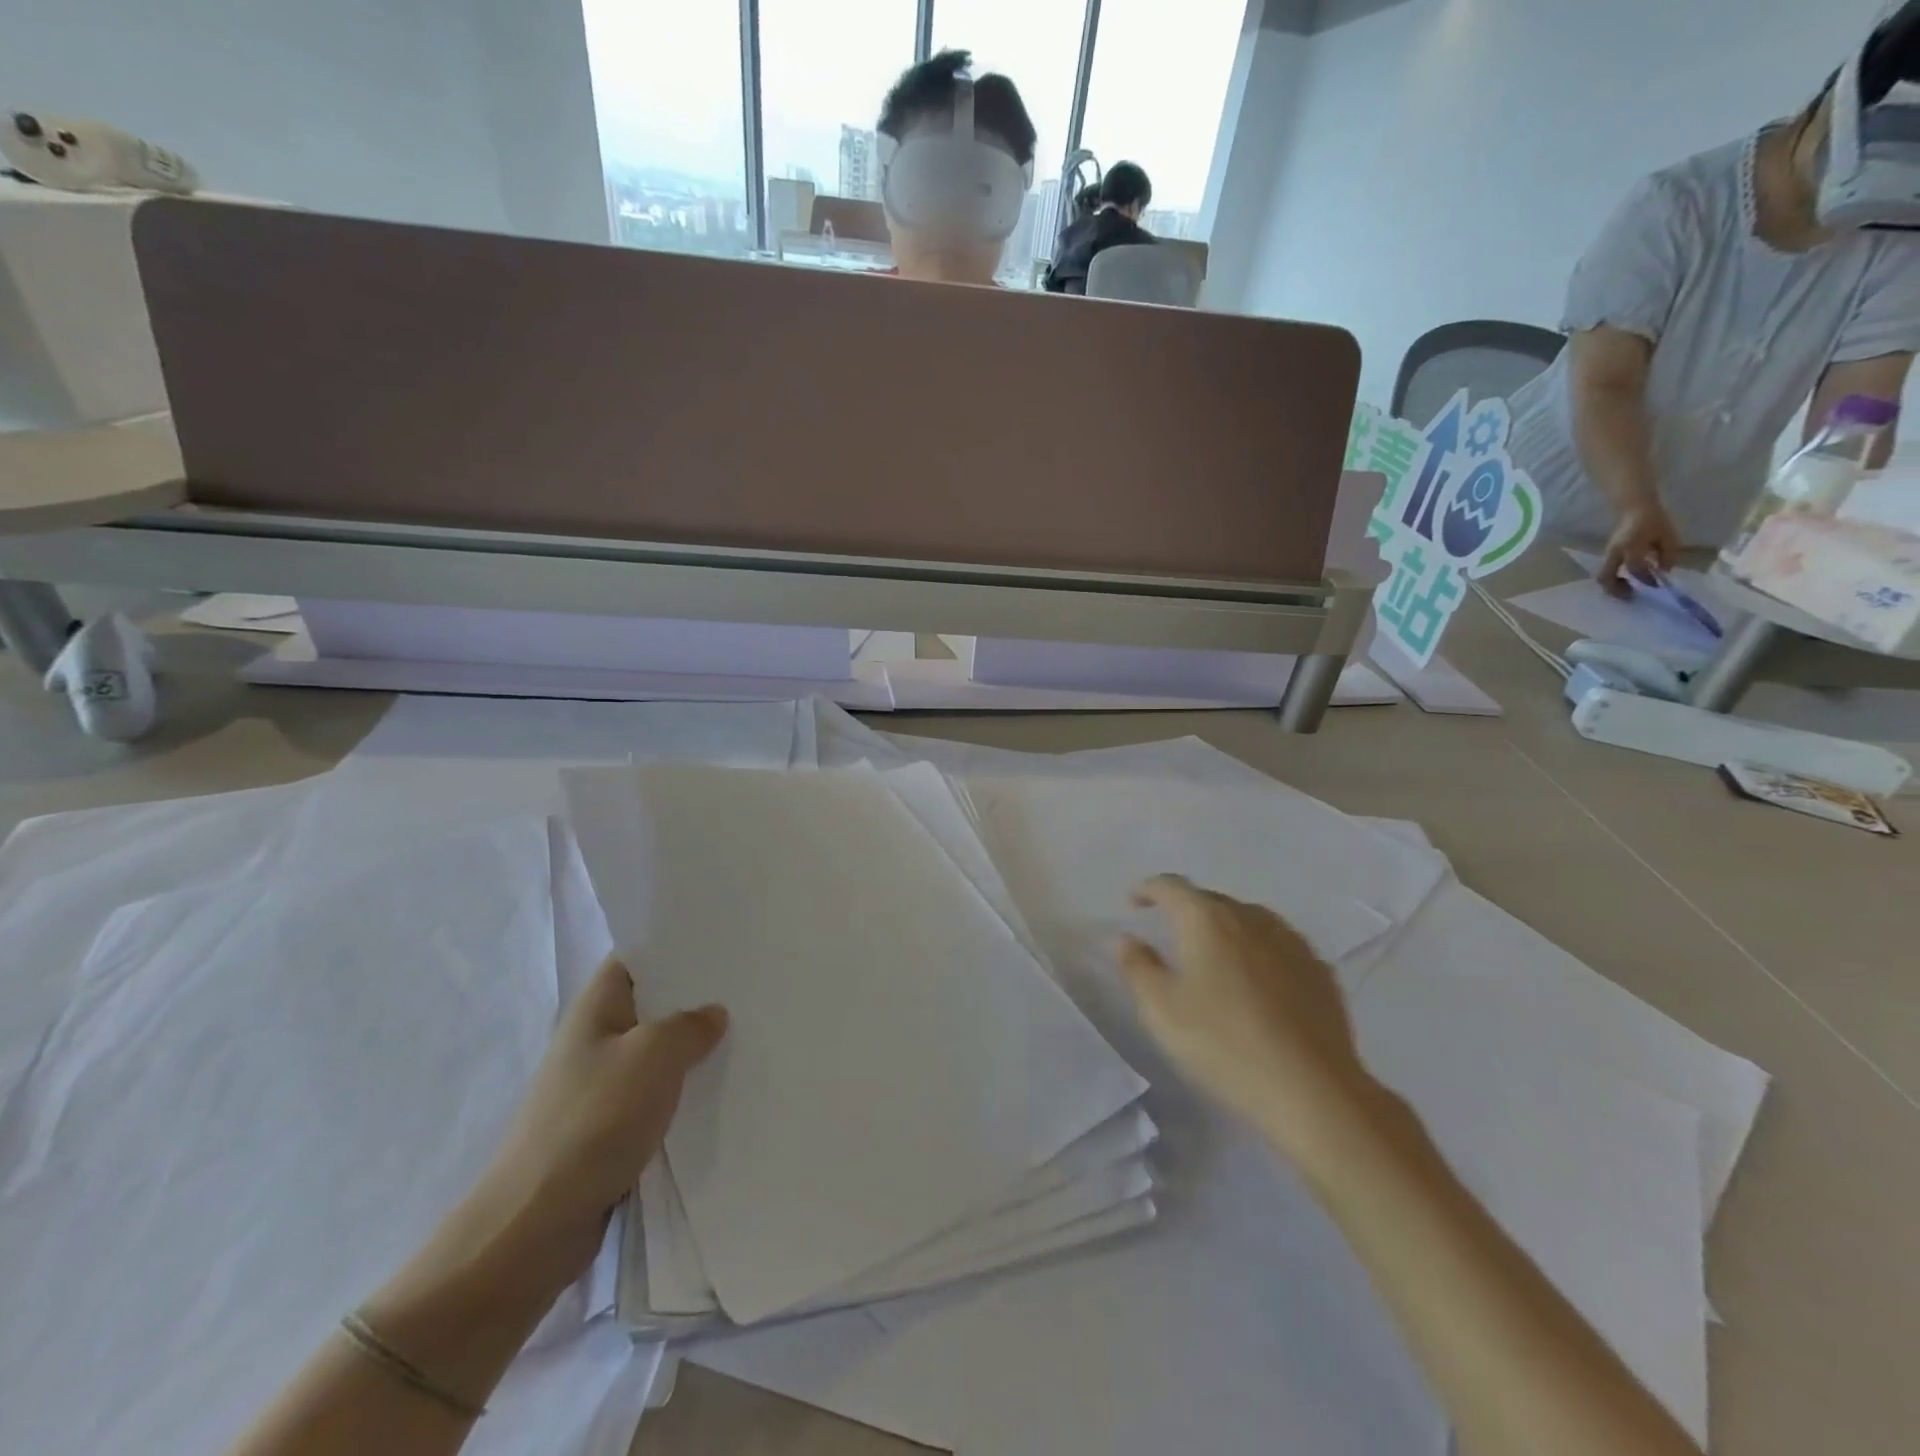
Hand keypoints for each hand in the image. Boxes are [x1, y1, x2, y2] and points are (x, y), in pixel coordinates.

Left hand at [473, 957, 726, 1284]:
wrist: (536, 1224)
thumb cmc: (595, 1120)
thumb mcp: (655, 1054)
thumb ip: (690, 1025)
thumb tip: (712, 1014)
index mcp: (596, 1008)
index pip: (635, 957)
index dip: (673, 945)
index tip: (721, 942)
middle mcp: (594, 1040)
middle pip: (651, 1005)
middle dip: (694, 998)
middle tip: (748, 986)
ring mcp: (599, 1087)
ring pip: (656, 1054)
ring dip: (692, 1049)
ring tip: (747, 1034)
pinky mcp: (608, 1130)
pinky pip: (655, 1096)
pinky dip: (683, 1092)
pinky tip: (721, 1090)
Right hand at [1117, 875, 1368, 1153]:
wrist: (1313, 1091)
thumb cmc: (1223, 1043)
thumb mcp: (1161, 1009)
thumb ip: (1137, 967)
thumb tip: (1128, 939)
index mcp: (1207, 918)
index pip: (1171, 886)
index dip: (1148, 889)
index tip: (1134, 902)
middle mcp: (1250, 917)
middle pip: (1210, 901)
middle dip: (1186, 911)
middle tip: (1170, 936)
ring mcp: (1291, 941)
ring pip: (1248, 922)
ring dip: (1225, 931)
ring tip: (1214, 958)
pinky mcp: (1319, 971)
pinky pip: (1278, 948)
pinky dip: (1258, 953)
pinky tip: (1257, 983)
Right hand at [1596, 499, 1678, 597]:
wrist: (1635, 509)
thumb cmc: (1655, 521)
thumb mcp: (1669, 536)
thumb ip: (1668, 555)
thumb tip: (1663, 572)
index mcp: (1631, 546)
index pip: (1635, 568)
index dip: (1646, 579)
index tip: (1657, 585)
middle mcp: (1614, 553)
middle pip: (1606, 576)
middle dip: (1616, 589)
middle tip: (1630, 596)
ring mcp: (1608, 554)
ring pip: (1602, 576)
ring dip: (1612, 586)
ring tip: (1627, 592)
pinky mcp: (1608, 556)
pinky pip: (1605, 572)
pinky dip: (1613, 580)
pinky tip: (1625, 581)